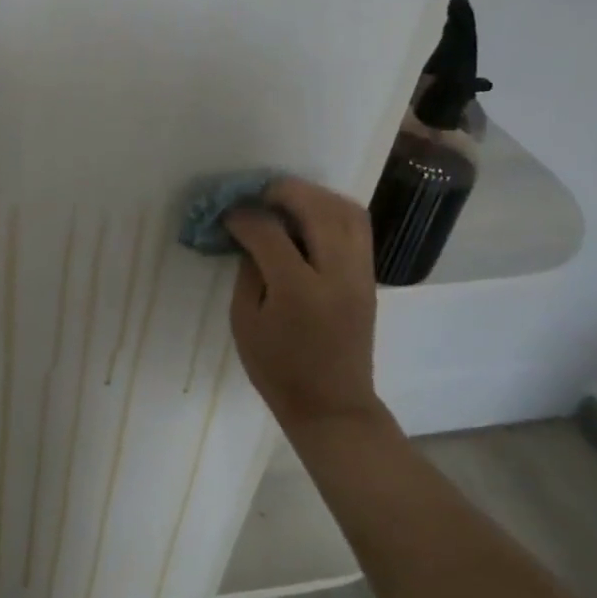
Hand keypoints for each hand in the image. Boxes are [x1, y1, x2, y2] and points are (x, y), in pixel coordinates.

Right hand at [222, 178, 379, 427]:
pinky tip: (306, 217)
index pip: (269, 232)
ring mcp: (360, 275)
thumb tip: (249, 234)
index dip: (242, 216)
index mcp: (298, 290)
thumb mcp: (244, 321)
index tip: (226, 214)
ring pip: (346, 210)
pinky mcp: (369, 278)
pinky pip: (357, 227)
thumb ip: (248, 271)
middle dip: (283, 191)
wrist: (332, 406)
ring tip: (284, 200)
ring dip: (313, 195)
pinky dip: (331, 210)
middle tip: (256, 194)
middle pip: (316, 208)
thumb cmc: (278, 369)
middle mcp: (336, 275)